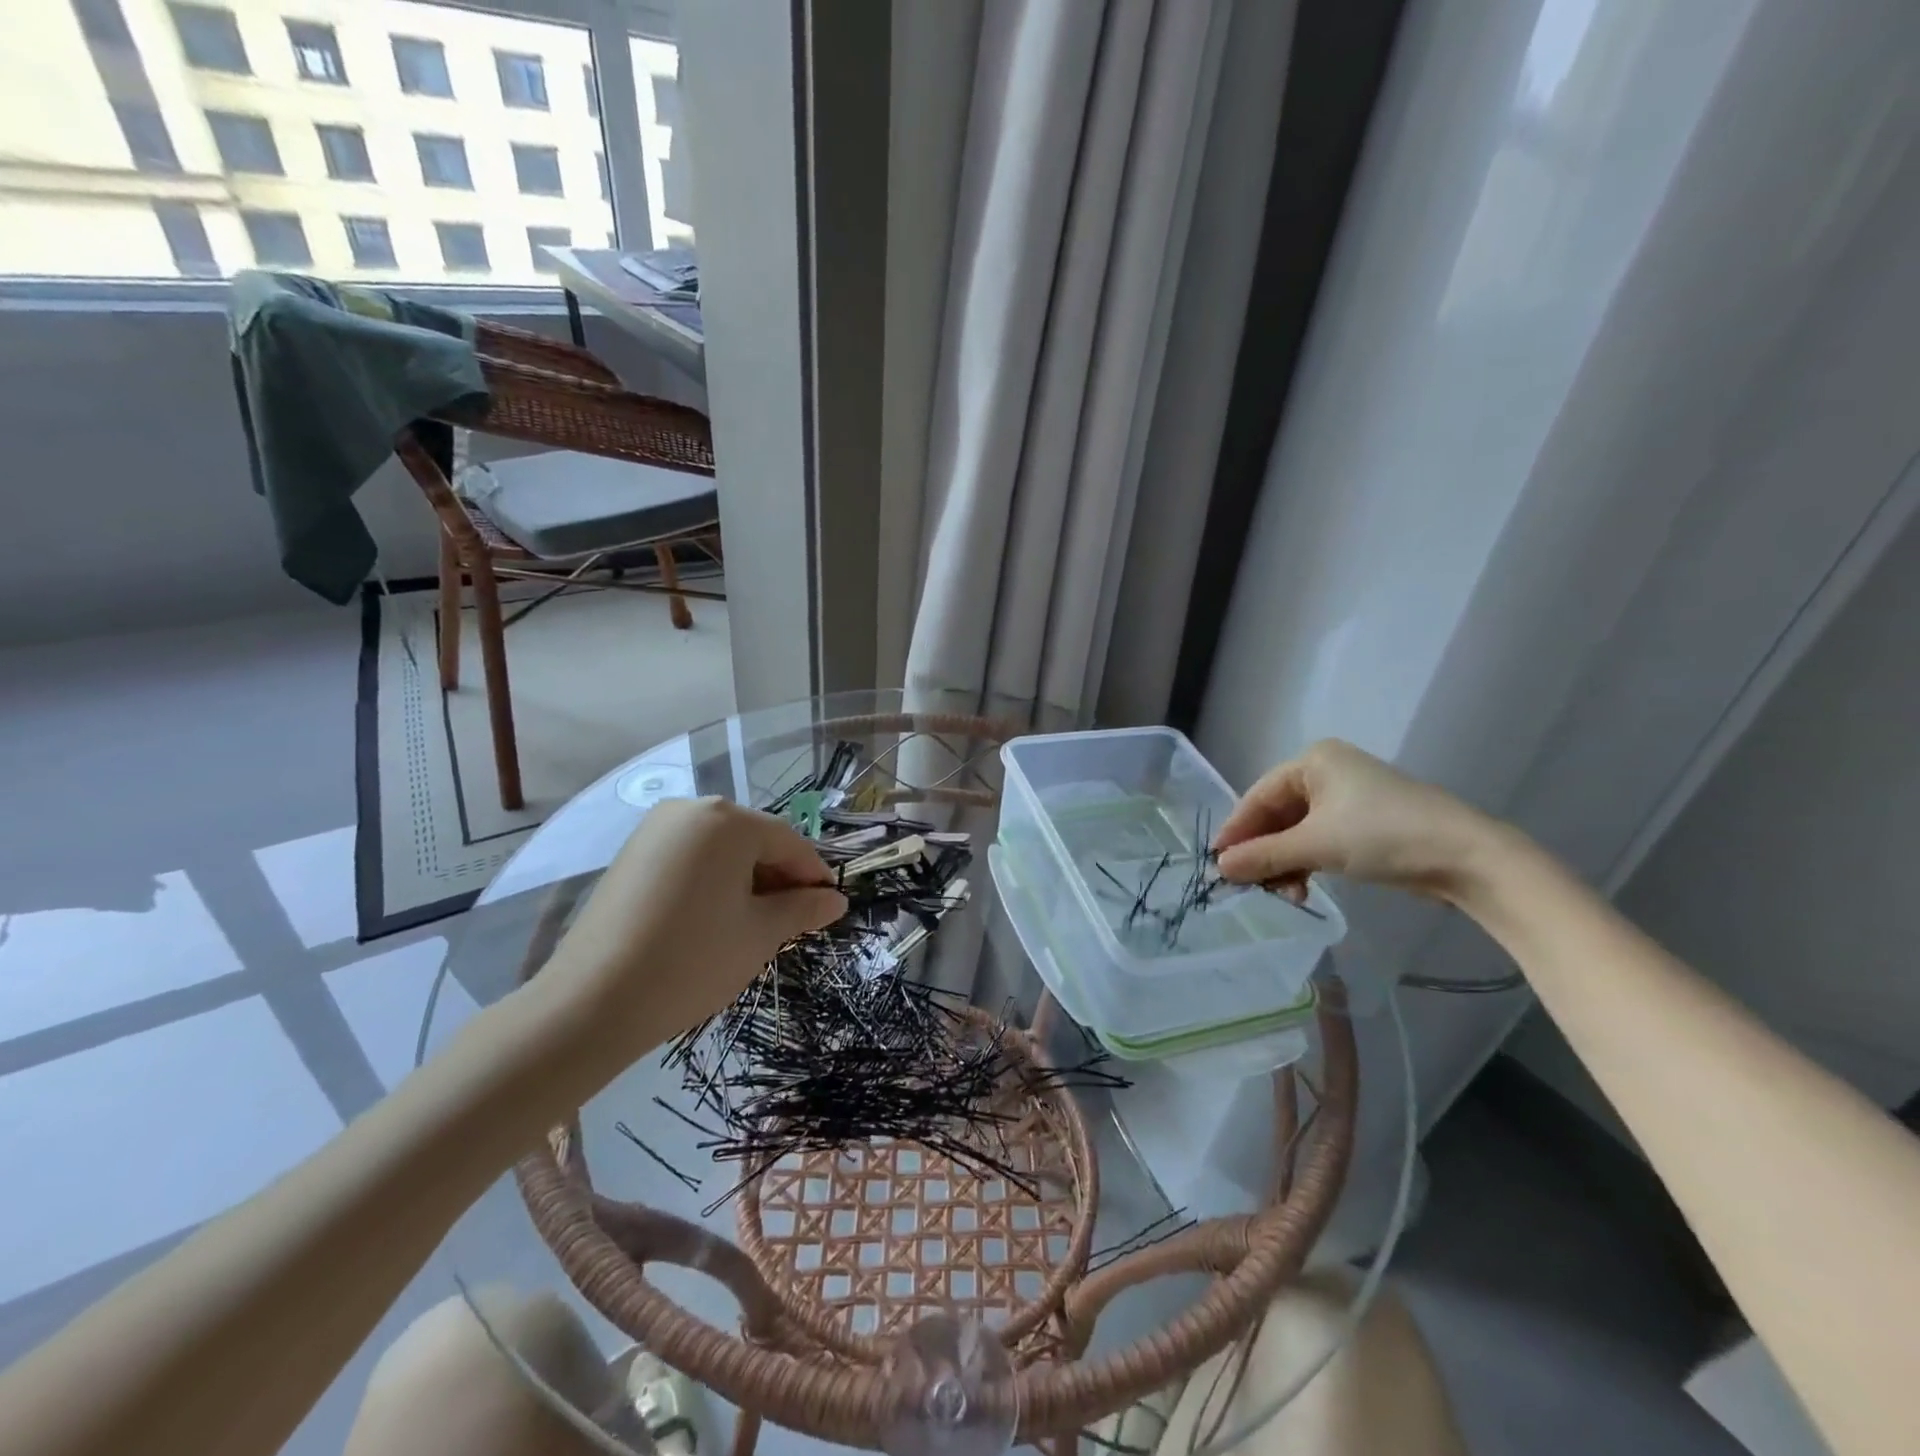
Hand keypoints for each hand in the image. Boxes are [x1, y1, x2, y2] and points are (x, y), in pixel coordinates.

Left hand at [534, 798, 845, 1075]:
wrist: (592, 1002)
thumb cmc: (693, 960)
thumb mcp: (760, 934)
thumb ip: (803, 909)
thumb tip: (836, 900)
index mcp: (727, 820)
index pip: (788, 842)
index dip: (813, 874)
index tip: (829, 905)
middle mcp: (690, 810)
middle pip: (752, 840)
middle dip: (778, 877)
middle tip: (793, 919)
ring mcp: (654, 830)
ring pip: (720, 849)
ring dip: (746, 879)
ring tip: (755, 922)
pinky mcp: (631, 855)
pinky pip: (689, 858)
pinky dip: (711, 881)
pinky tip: (715, 917)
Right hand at [1212, 740, 1500, 902]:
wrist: (1467, 857)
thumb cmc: (1383, 835)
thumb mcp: (1315, 845)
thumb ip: (1263, 855)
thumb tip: (1219, 867)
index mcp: (1313, 761)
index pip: (1259, 796)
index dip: (1237, 830)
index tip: (1216, 862)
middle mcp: (1327, 773)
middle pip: (1277, 815)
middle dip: (1262, 851)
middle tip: (1247, 884)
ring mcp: (1347, 799)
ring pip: (1297, 832)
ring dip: (1284, 864)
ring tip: (1280, 894)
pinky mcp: (1363, 825)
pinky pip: (1318, 842)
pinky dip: (1306, 864)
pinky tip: (1301, 890)